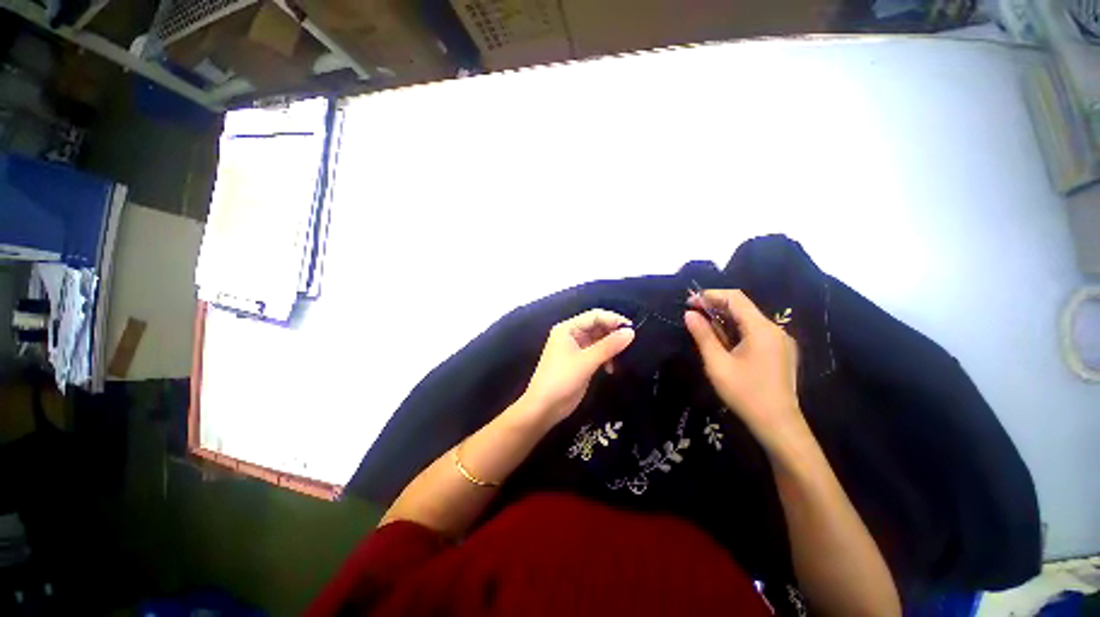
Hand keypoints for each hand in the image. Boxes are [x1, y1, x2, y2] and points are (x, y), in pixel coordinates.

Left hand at [521, 309, 634, 424]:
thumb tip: (631, 332)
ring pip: (599, 340)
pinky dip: (606, 358)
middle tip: (630, 344)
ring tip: (620, 358)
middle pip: (597, 326)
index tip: (632, 329)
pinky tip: (610, 369)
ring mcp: (576, 348)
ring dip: (611, 347)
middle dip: (613, 334)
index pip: (595, 316)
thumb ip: (609, 346)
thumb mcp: (586, 361)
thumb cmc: (561, 379)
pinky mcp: (580, 362)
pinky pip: (597, 353)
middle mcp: (572, 335)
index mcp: (568, 328)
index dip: (613, 319)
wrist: (544, 407)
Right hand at [685, 289, 804, 451]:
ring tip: (703, 325)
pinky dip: (736, 329)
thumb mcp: (717, 364)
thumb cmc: (745, 393)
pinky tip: (722, 340)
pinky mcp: (780, 351)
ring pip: (749, 319)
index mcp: (761, 329)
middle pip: (743, 307)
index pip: (735, 298)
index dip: (711, 295)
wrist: (778, 424)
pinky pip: (755, 331)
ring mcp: (780, 341)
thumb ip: (703, 335)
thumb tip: (689, 314)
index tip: (689, 301)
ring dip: (725, 318)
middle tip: (692, 313)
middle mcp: (774, 329)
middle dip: (716, 306)